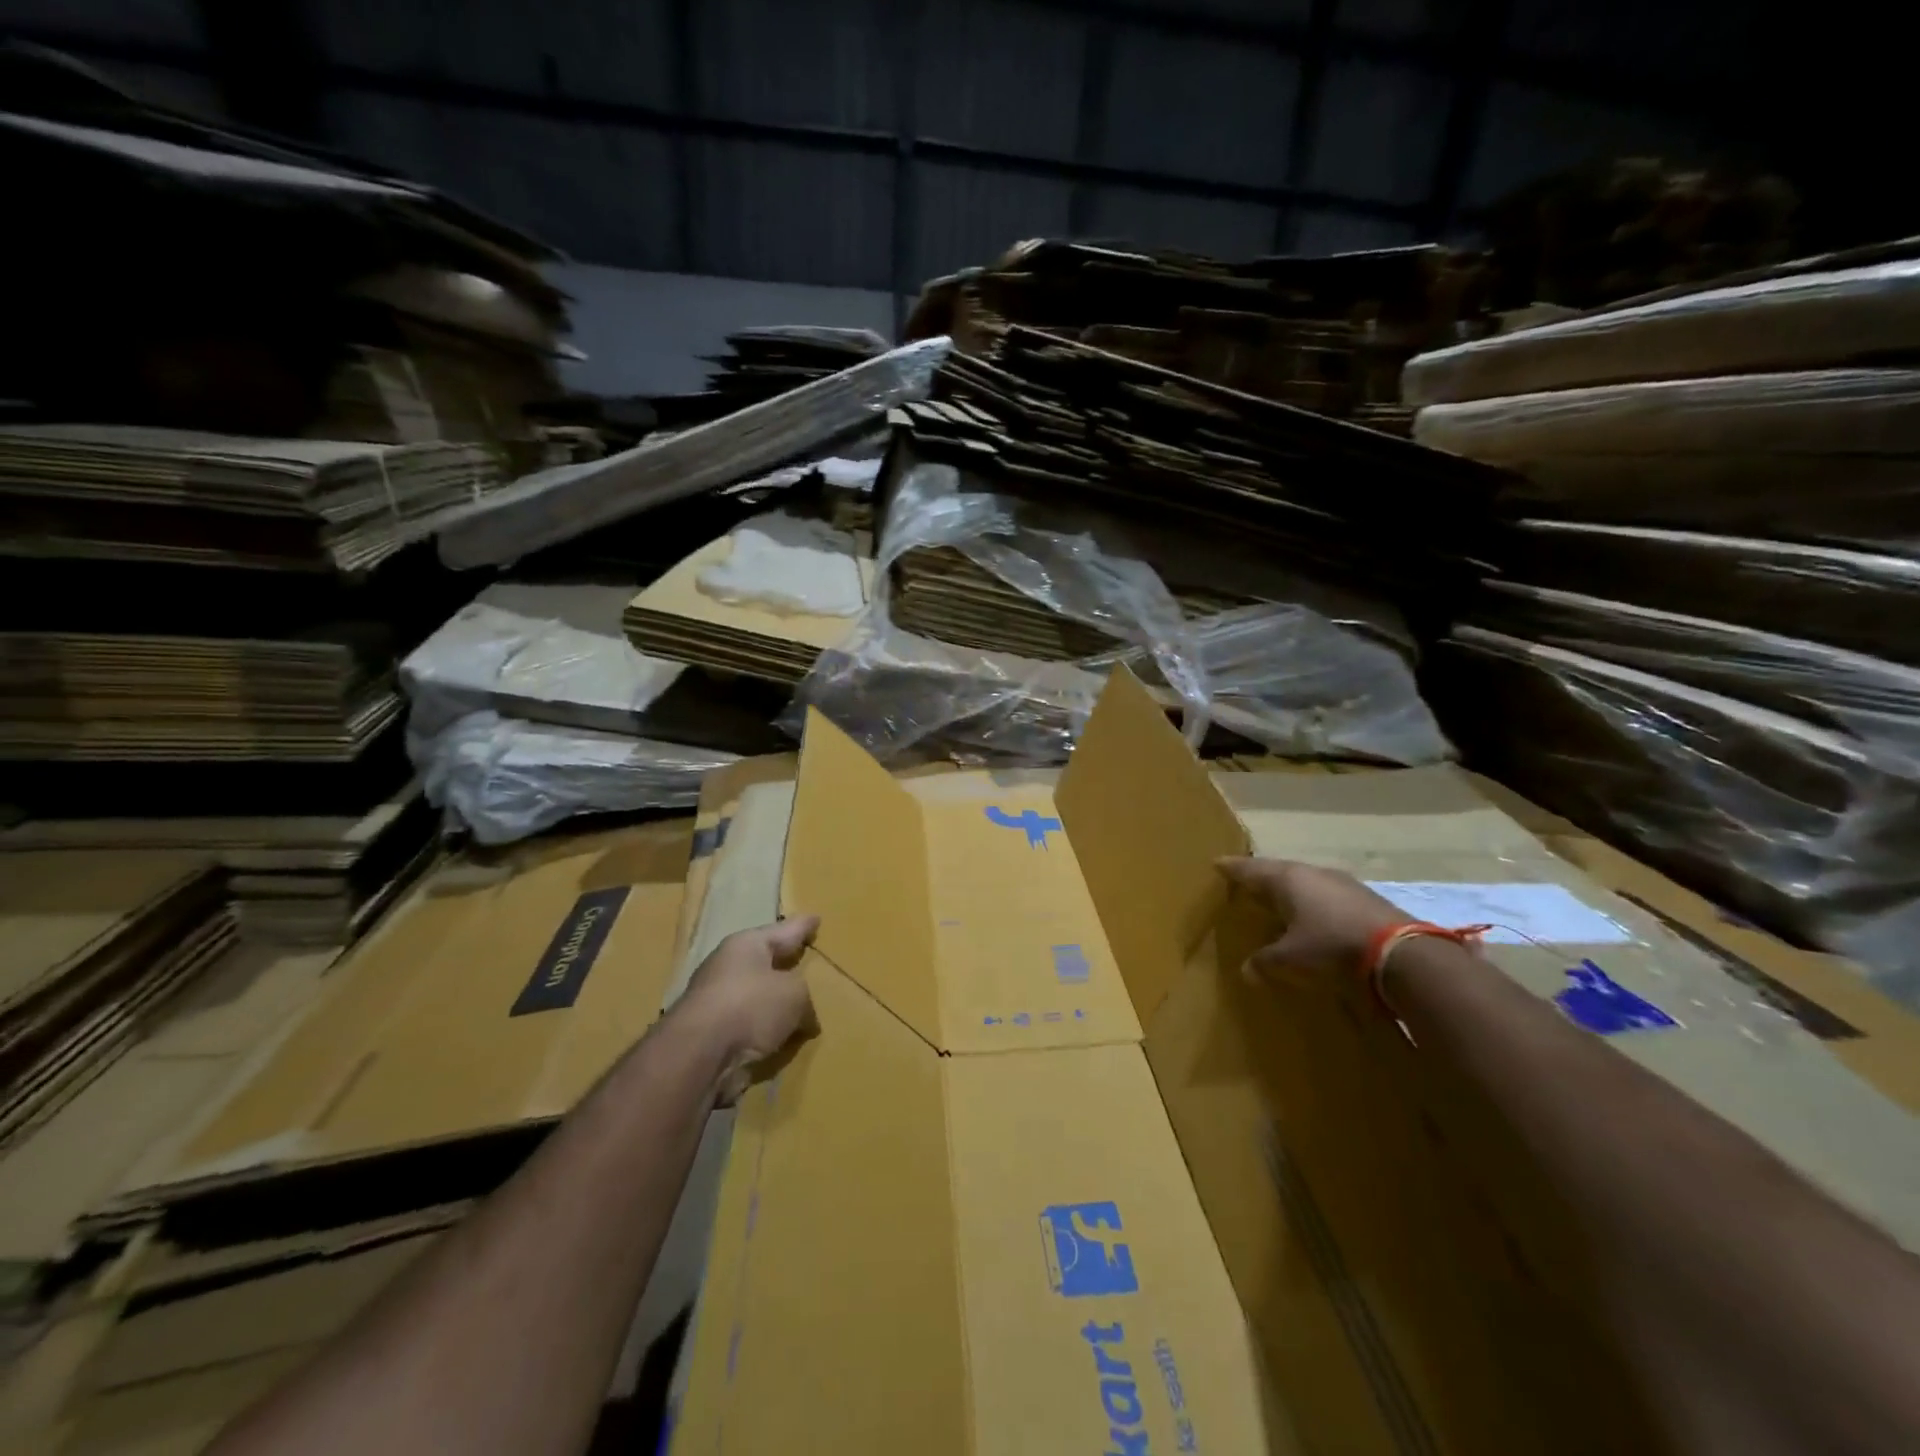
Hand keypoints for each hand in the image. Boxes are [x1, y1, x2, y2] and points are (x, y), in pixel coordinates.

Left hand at [672, 916, 819, 1104]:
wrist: (698, 1055)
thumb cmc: (751, 1006)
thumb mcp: (795, 995)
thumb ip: (805, 1000)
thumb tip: (804, 1018)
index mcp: (747, 945)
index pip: (783, 931)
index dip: (802, 926)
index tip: (816, 919)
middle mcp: (728, 967)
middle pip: (764, 961)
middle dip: (783, 963)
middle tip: (803, 959)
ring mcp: (715, 1001)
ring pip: (754, 995)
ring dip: (772, 1001)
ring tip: (796, 1006)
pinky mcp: (709, 1034)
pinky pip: (747, 1025)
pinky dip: (762, 1030)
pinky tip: (778, 1038)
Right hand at [1217, 857, 1402, 981]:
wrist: (1401, 953)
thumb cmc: (1332, 947)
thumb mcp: (1292, 958)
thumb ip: (1265, 960)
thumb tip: (1246, 969)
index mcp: (1286, 879)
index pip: (1250, 870)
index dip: (1232, 869)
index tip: (1217, 864)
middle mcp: (1311, 873)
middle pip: (1277, 870)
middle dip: (1259, 876)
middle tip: (1244, 881)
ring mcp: (1340, 882)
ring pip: (1303, 880)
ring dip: (1288, 888)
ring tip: (1276, 899)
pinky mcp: (1363, 897)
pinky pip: (1324, 892)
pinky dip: (1311, 900)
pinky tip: (1312, 915)